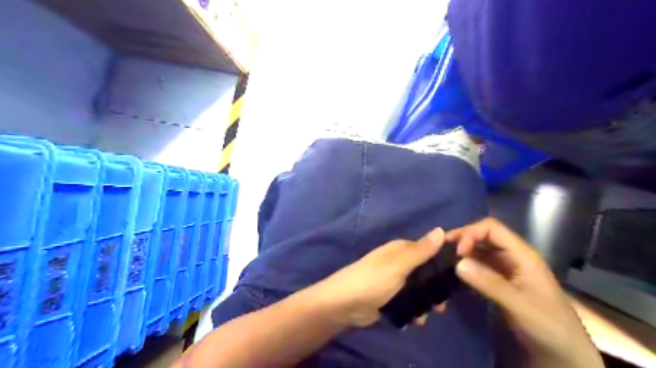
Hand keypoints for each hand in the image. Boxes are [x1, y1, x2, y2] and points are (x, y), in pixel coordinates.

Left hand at [310, 228, 445, 327]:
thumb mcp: (398, 264)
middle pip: (426, 272)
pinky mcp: (390, 297)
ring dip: (425, 303)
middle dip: (435, 288)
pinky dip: (414, 311)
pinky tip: (415, 321)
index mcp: (401, 249)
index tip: (459, 274)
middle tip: (443, 304)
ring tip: (429, 315)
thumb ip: (421, 250)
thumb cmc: (372, 280)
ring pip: (419, 289)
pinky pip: (409, 302)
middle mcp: (399, 262)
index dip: (444, 260)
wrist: (344, 304)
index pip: (429, 249)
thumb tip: (442, 229)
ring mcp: (395, 281)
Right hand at [446, 219, 603, 367]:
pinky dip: (465, 263)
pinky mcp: (500, 280)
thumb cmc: (547, 326)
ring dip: (462, 250)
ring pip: (480, 249)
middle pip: (484, 235)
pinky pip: (479, 264)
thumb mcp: (518, 305)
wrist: (564, 353)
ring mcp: (506, 268)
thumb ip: (489, 283)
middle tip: (441, 249)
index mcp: (522, 255)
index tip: (456, 251)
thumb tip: (457, 263)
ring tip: (443, 258)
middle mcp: (512, 256)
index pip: (492, 229)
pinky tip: (454, 271)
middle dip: (463, 238)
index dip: (471, 233)